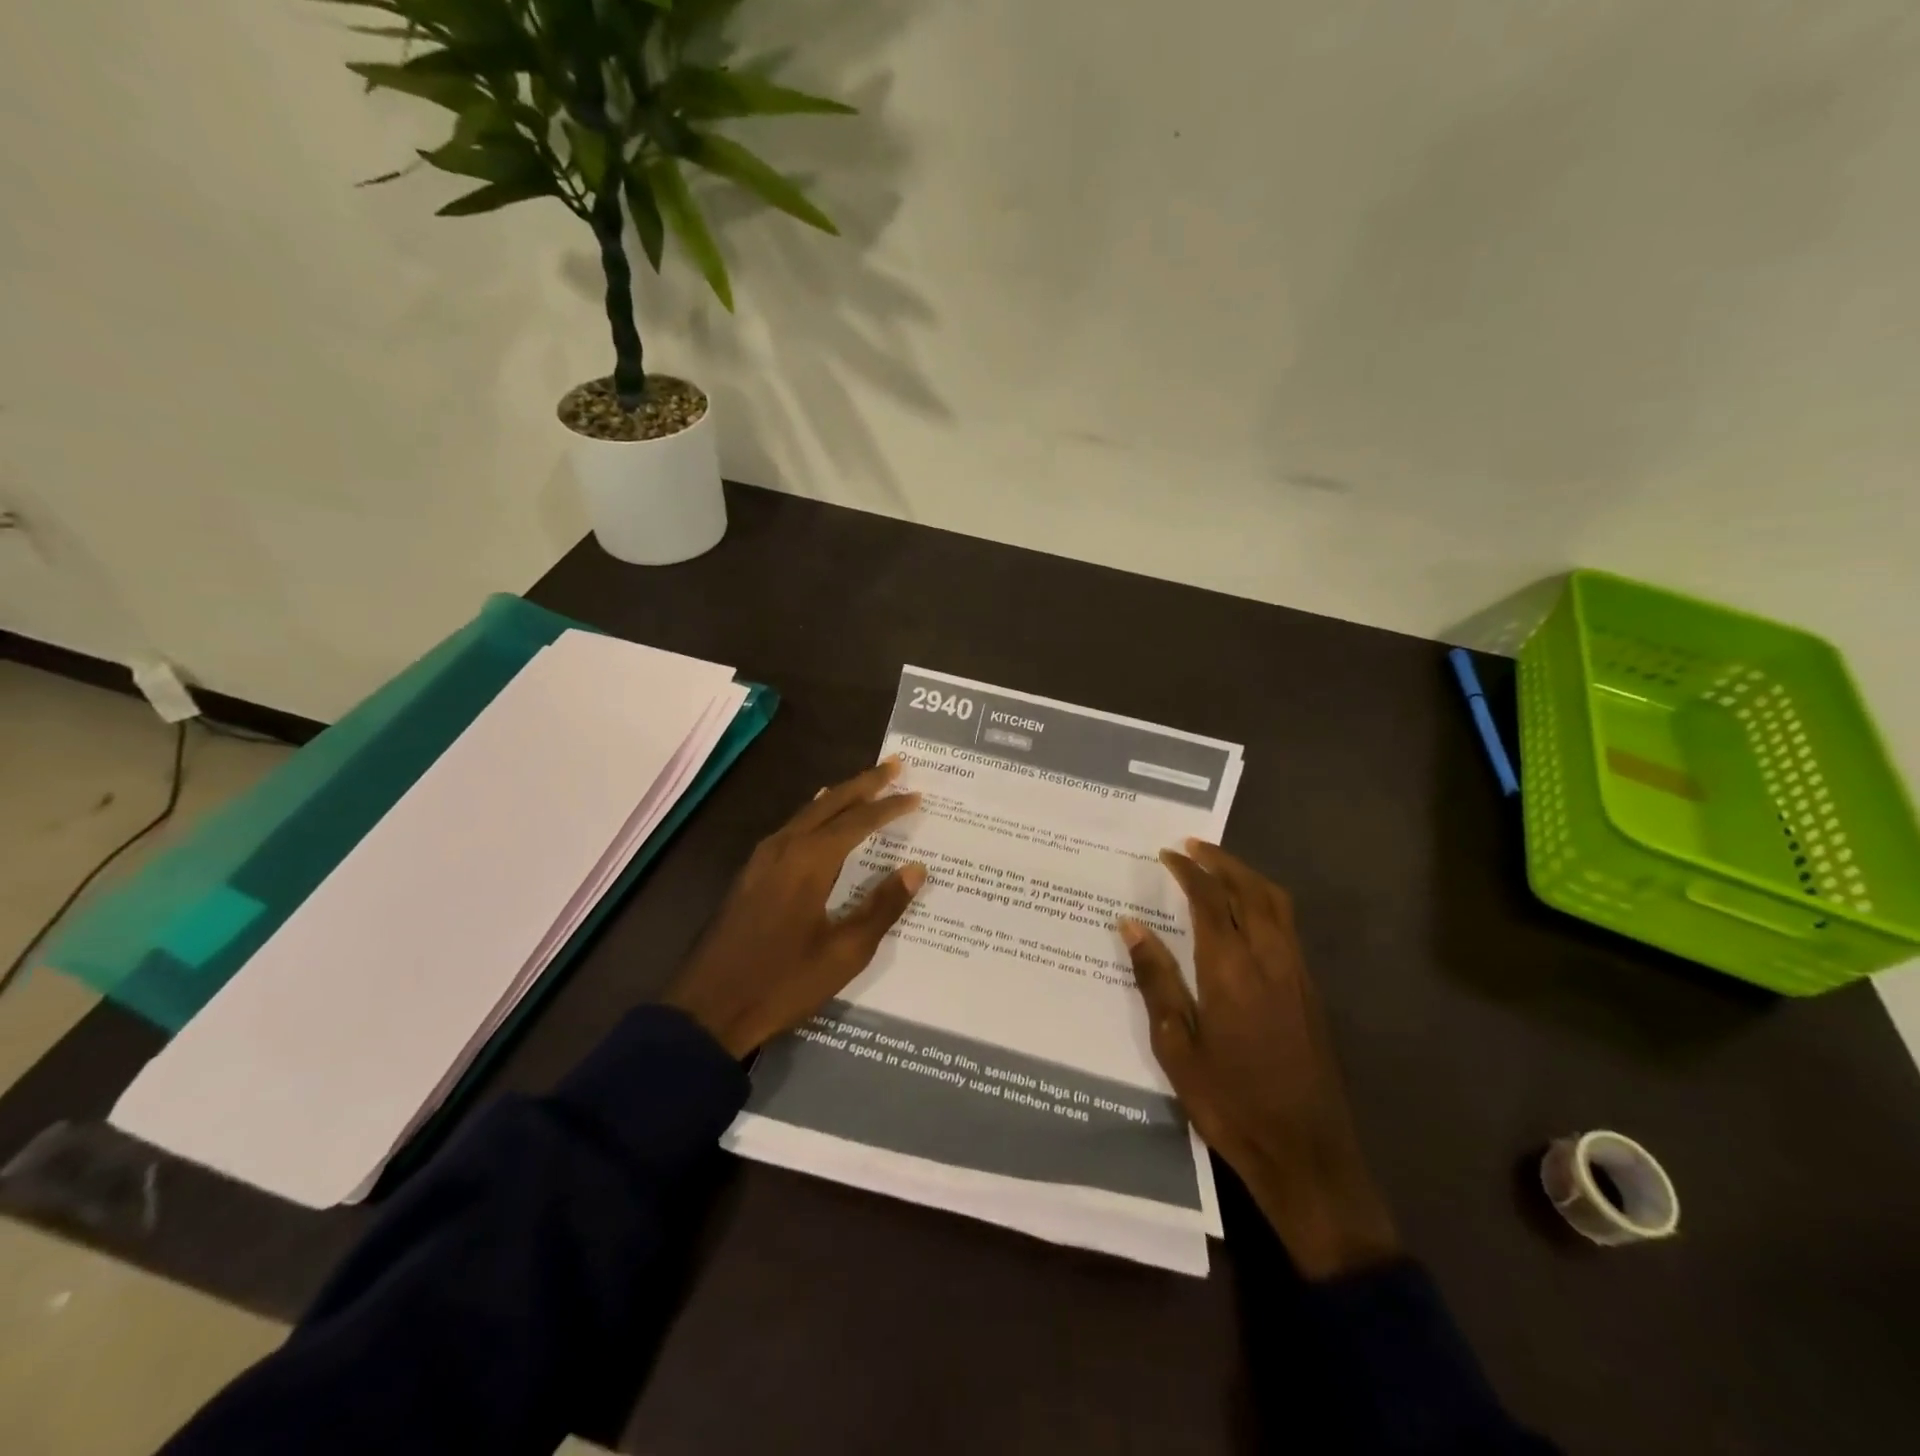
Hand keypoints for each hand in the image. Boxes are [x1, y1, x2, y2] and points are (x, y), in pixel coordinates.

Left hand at [664, 758, 925, 1057]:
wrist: (708, 1009)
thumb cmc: (782, 982)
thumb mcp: (844, 952)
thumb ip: (882, 906)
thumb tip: (915, 869)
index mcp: (810, 861)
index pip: (859, 820)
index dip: (890, 807)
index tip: (917, 795)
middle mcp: (785, 847)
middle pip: (830, 802)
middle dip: (864, 783)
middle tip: (895, 766)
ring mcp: (762, 858)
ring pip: (808, 811)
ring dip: (839, 795)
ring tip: (866, 785)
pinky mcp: (751, 874)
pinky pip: (791, 827)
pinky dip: (815, 814)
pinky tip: (819, 818)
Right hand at [1120, 841, 1400, 1279]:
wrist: (1306, 1154)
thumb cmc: (1230, 1102)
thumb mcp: (1177, 1046)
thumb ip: (1156, 980)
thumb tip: (1130, 926)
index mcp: (1230, 969)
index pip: (1210, 899)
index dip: (1188, 870)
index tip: (1167, 853)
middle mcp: (1269, 958)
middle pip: (1250, 889)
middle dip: (1221, 861)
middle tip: (1192, 846)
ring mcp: (1296, 973)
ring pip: (1276, 903)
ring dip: (1247, 876)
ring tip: (1219, 867)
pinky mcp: (1310, 991)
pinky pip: (1288, 925)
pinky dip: (1265, 901)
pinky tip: (1247, 914)